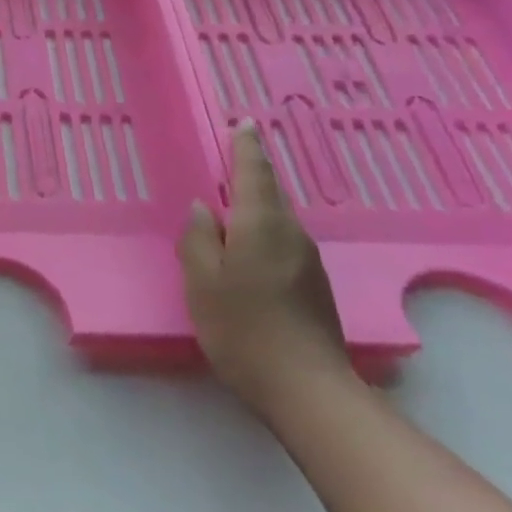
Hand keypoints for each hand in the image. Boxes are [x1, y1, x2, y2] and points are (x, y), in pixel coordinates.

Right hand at [179, 121, 351, 413]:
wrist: (306, 388)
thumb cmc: (242, 326)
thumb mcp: (202, 280)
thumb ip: (198, 238)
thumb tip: (203, 209)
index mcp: (261, 224)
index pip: (254, 172)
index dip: (246, 147)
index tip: (244, 123)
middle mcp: (291, 234)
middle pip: (269, 193)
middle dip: (250, 173)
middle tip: (229, 159)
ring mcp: (307, 261)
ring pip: (276, 220)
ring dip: (255, 205)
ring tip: (229, 205)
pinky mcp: (313, 286)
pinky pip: (282, 242)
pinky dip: (262, 232)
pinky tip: (246, 249)